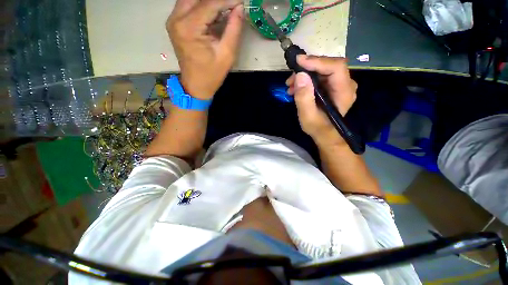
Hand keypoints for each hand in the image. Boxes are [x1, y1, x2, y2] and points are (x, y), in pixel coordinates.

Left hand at [167, 0, 243, 99]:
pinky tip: (214, 12)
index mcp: (189, 28)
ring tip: (224, 9)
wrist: (196, 85)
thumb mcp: (227, 54)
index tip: (240, 1)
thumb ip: (234, 29)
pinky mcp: (174, 23)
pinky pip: (188, 5)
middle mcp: (176, 19)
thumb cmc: (212, 74)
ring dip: (209, 2)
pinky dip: (202, 6)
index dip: (227, 0)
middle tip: (232, 5)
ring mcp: (173, 20)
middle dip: (217, 0)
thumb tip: (239, 8)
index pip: (209, 3)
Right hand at [286, 55, 357, 144]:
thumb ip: (304, 97)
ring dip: (304, 75)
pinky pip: (320, 76)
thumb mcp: (307, 116)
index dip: (317, 61)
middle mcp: (346, 84)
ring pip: (322, 70)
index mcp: (344, 91)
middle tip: (291, 78)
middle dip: (307, 69)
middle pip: (328, 66)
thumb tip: (300, 75)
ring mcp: (340, 85)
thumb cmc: (317, 127)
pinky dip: (306, 79)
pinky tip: (296, 88)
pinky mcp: (333, 86)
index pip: (336, 67)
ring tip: (290, 86)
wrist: (324, 134)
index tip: (298, 62)